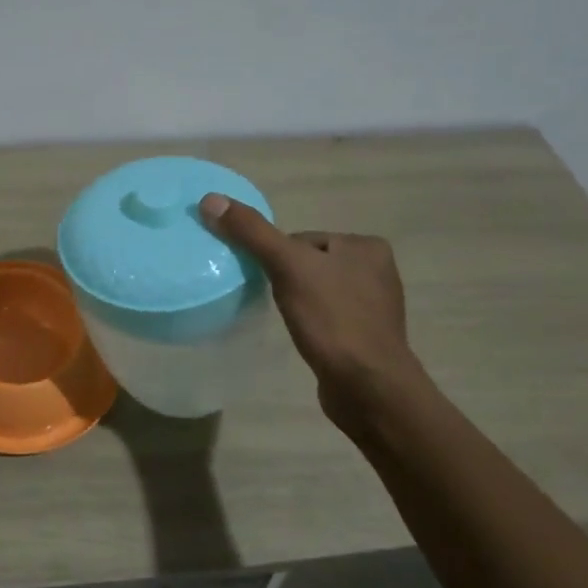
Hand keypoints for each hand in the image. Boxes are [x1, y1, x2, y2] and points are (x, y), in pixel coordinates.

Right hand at [199, 194, 422, 429]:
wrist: (368, 387)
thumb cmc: (332, 320)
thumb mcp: (288, 267)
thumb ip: (251, 232)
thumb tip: (210, 200)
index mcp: (366, 246)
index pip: (302, 239)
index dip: (276, 257)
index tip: (268, 280)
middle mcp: (377, 270)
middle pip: (308, 263)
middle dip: (287, 280)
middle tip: (274, 301)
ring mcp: (375, 306)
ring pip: (317, 290)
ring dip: (298, 302)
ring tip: (289, 321)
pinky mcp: (367, 336)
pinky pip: (328, 317)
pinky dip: (312, 323)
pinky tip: (305, 336)